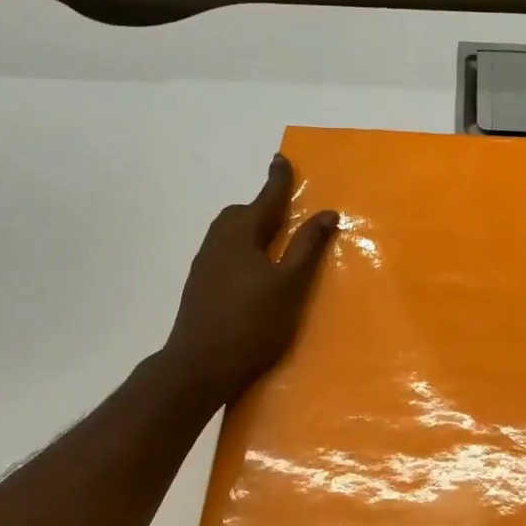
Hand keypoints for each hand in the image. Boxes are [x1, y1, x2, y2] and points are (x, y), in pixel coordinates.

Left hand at [162, 154, 339, 407]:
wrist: (198, 366)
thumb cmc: (251, 324)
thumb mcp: (289, 285)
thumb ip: (307, 247)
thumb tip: (326, 213)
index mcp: (241, 235)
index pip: (264, 199)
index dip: (277, 180)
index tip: (281, 159)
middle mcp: (218, 242)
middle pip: (240, 214)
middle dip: (261, 207)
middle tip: (284, 212)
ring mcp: (204, 265)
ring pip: (228, 233)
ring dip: (249, 228)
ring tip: (271, 241)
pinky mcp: (199, 286)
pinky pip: (223, 251)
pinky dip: (240, 248)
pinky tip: (251, 272)